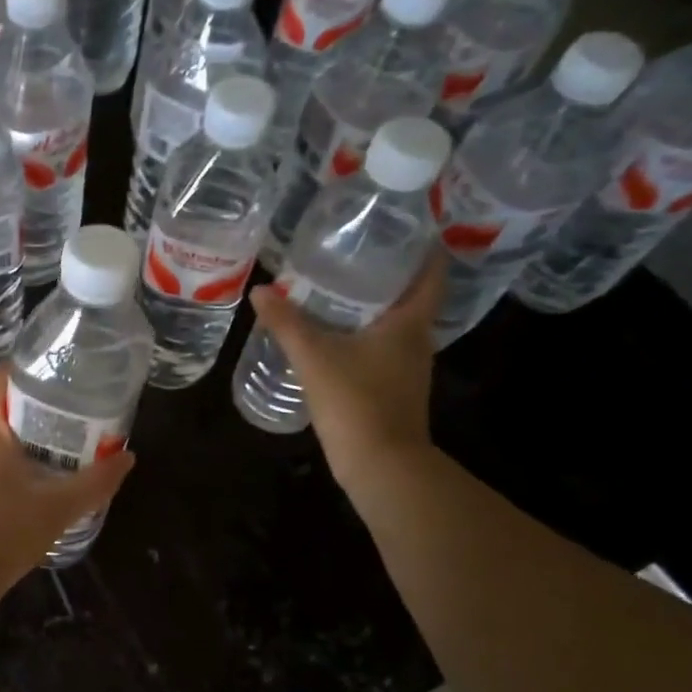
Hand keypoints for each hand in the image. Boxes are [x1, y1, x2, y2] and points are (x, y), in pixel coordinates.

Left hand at [0, 369, 134, 600]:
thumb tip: (128, 456)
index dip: (25, 371)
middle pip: (0, 412)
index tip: (56, 376)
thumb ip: (96, 481)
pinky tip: (33, 492)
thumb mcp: (60, 506)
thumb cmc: (5, 530)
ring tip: (60, 456)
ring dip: (23, 446)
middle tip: (73, 421)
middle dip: (35, 414)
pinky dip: (9, 471)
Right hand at [247, 254, 443, 490]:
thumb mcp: (314, 357)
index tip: (398, 226)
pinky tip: (331, 334)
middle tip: (349, 251)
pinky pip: (380, 347)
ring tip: (334, 287)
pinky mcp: (392, 388)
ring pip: (393, 323)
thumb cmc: (356, 401)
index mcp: (410, 323)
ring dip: (370, 305)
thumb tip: (261, 290)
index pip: (430, 273)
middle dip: (383, 273)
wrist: (381, 465)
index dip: (420, 247)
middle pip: (409, 296)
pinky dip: (361, 334)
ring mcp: (407, 367)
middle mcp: (417, 340)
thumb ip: (286, 323)